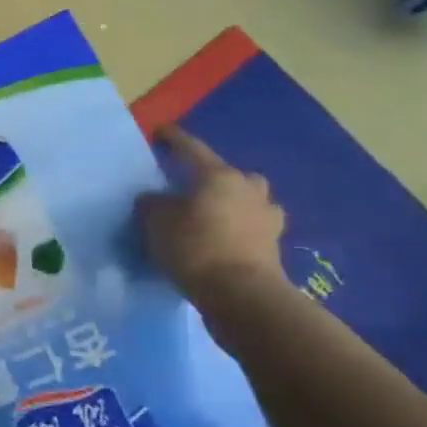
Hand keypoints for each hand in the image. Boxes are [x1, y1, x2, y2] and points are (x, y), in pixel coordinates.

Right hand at [135, 127, 288, 303]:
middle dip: (211, 177)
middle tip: (191, 188)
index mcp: (218, 175)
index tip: (160, 131)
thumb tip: (153, 198)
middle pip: (227, 174)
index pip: (191, 149)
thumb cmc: (194, 247)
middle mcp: (248, 188)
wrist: (241, 294)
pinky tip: (225, 239)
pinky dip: (240, 228)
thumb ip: (152, 204)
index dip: (173, 139)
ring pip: (246, 199)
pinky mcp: (274, 244)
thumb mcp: (156, 222)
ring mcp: (267, 216)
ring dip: (231, 203)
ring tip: (211, 216)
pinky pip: (252, 226)